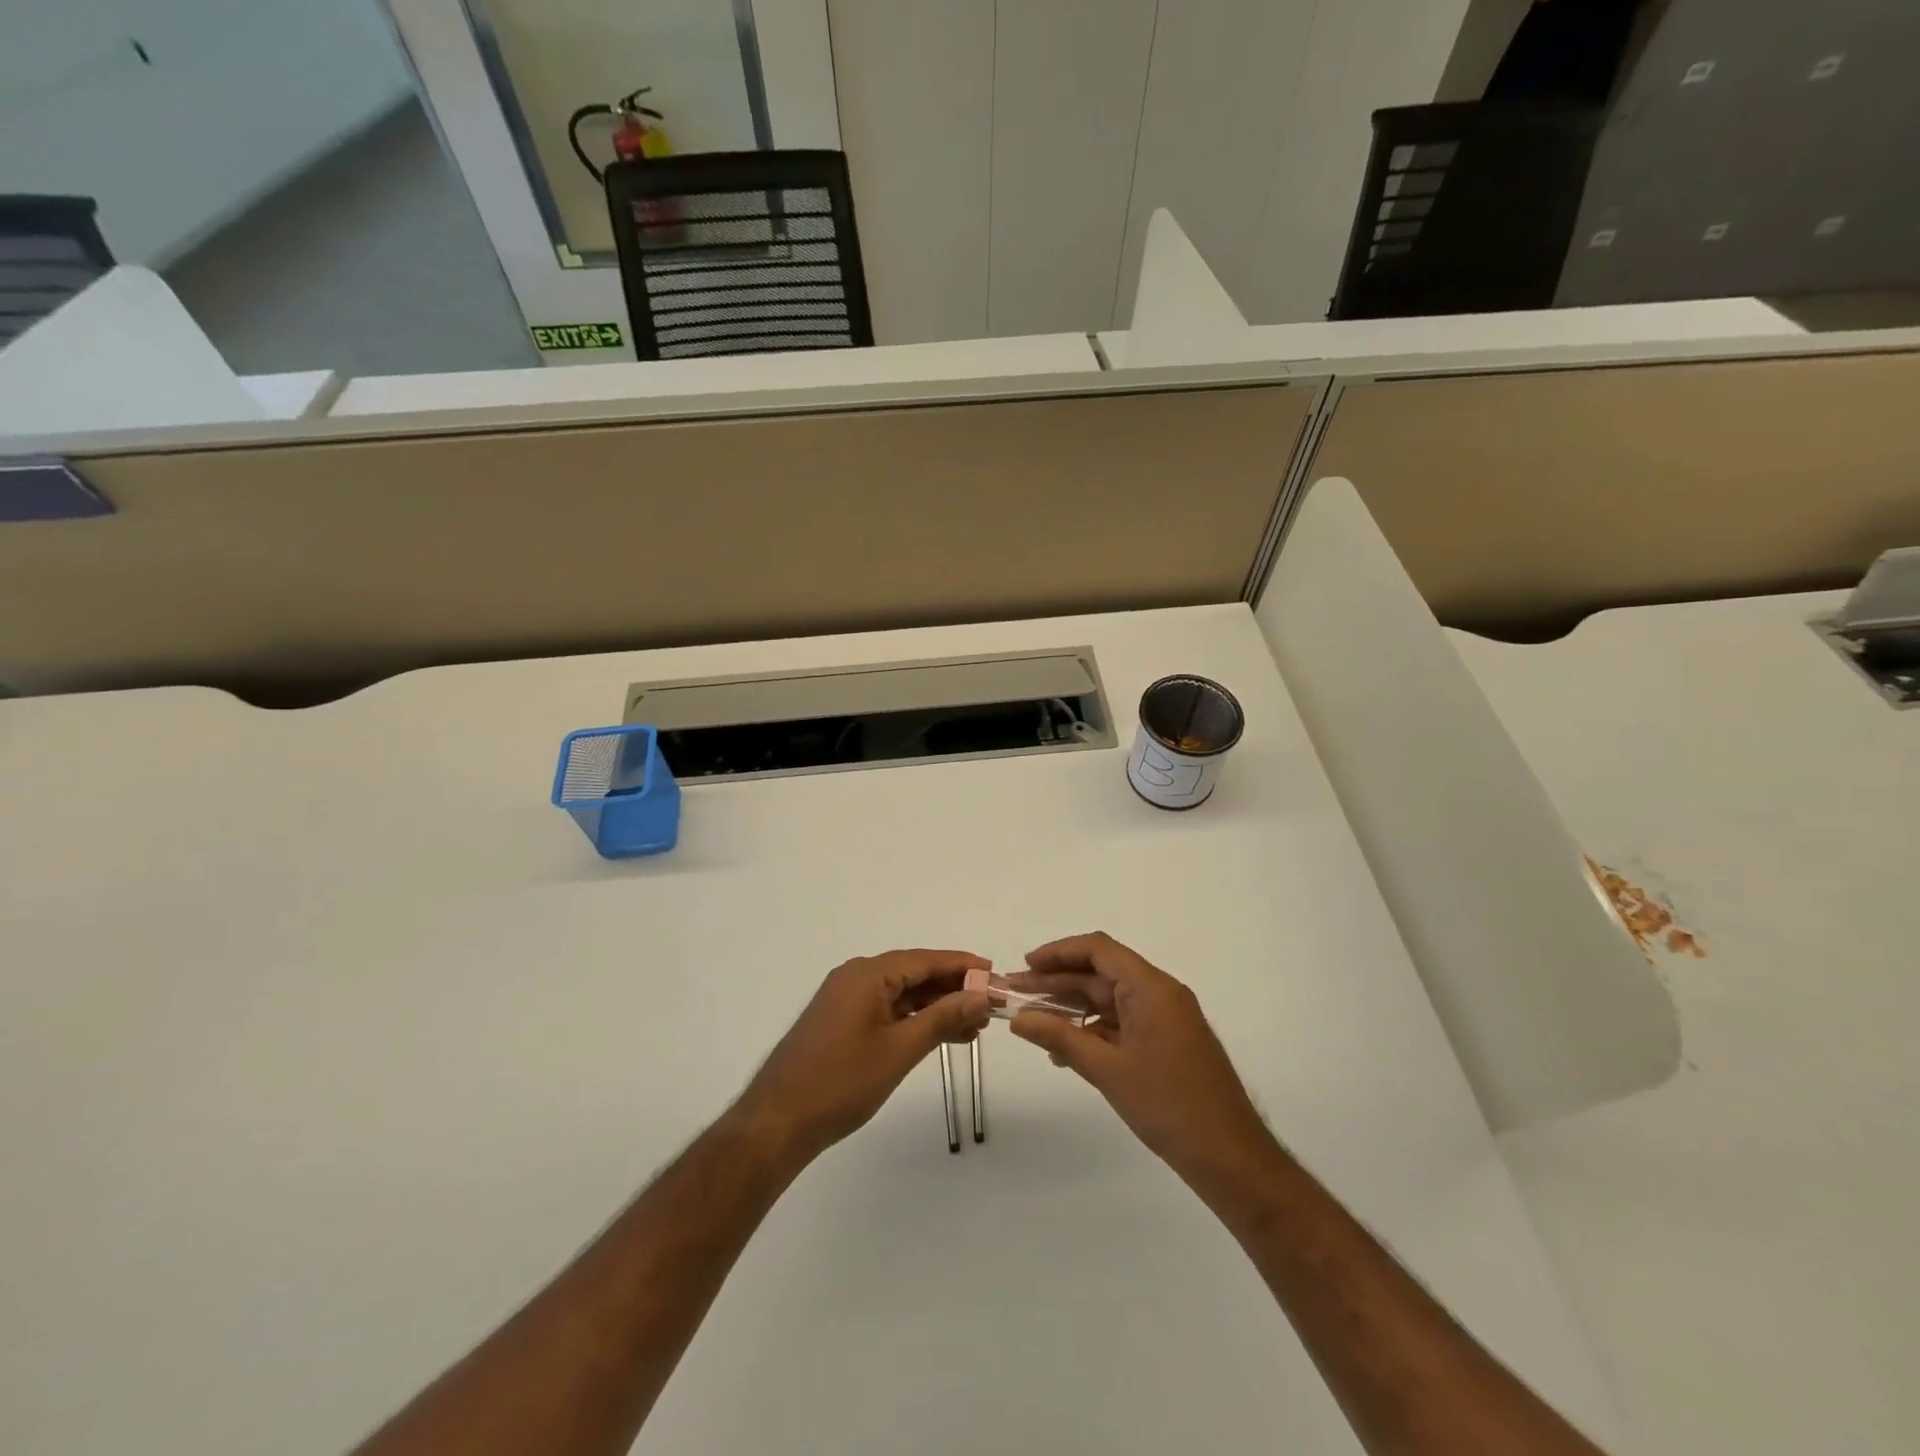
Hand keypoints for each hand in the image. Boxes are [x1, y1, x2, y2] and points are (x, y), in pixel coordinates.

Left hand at [731, 949, 991, 1165]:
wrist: (778, 1123)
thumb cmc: (841, 1082)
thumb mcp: (899, 1049)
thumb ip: (942, 1018)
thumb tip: (980, 994)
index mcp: (867, 974)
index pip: (925, 959)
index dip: (962, 966)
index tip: (995, 973)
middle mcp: (856, 978)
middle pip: (914, 973)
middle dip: (953, 988)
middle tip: (990, 1004)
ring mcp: (846, 1001)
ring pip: (903, 994)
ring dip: (937, 1007)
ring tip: (975, 1026)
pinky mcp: (842, 1023)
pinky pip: (888, 1011)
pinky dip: (915, 1020)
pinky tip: (942, 1036)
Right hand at [1007, 933, 1276, 1189]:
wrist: (1230, 1158)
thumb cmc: (1169, 1105)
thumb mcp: (1107, 1070)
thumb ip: (1060, 1038)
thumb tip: (1018, 1019)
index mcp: (1151, 988)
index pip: (1098, 951)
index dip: (1058, 953)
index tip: (1025, 965)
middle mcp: (1160, 994)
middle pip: (1100, 974)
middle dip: (1057, 982)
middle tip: (1015, 993)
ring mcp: (1165, 1019)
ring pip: (1109, 1000)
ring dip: (1072, 1008)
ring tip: (1032, 1021)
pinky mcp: (1166, 1043)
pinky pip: (1122, 1023)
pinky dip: (1092, 1030)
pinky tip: (1064, 1049)